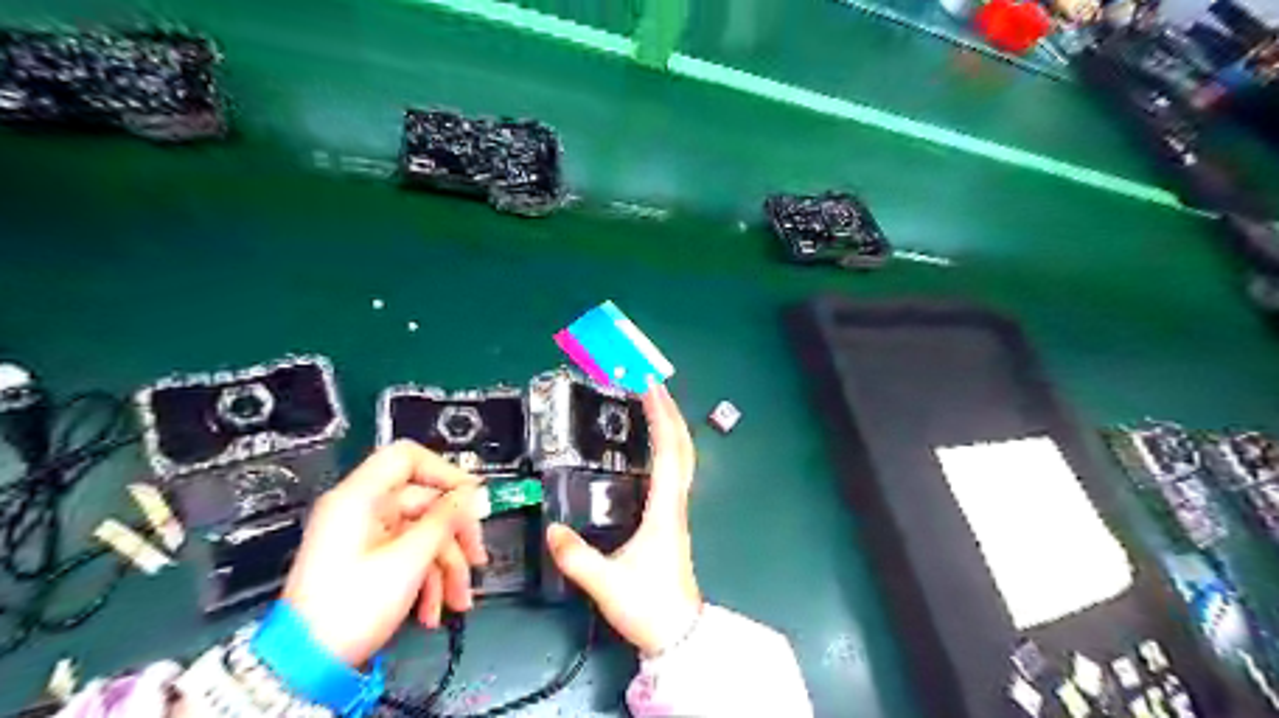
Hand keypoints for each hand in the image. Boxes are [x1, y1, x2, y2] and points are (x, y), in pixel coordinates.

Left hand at [280, 442, 487, 668]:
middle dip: (454, 535)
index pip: (407, 457)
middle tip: (475, 556)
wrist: (307, 666)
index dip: (445, 472)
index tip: (471, 496)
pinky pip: (410, 553)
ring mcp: (364, 535)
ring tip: (456, 597)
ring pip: (422, 532)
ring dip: (446, 566)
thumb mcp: (409, 560)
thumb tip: (472, 494)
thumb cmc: (346, 611)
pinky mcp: (368, 559)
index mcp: (358, 499)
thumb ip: (445, 519)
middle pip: (424, 502)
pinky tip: (434, 606)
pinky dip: (428, 577)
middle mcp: (360, 511)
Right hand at [541, 388, 698, 657]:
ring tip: (653, 405)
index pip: (668, 452)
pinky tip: (655, 446)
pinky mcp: (672, 519)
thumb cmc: (649, 606)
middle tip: (651, 384)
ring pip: (683, 458)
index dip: (660, 416)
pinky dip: (668, 447)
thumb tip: (552, 530)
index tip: (649, 387)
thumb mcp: (607, 583)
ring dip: (671, 426)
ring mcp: (677, 510)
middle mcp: (675, 503)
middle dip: (669, 411)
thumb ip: (577, 558)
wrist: (678, 633)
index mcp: (664, 509)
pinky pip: (675, 471)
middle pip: (683, 447)